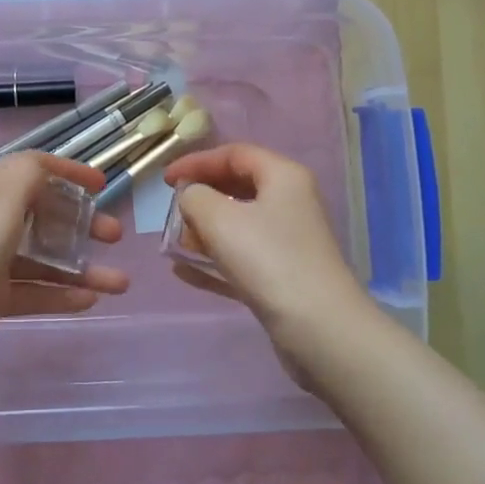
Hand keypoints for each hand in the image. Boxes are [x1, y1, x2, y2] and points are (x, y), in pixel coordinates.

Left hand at [0, 153, 128, 383]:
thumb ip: (29, 176)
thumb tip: (47, 167)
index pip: (35, 168)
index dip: (70, 172)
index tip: (104, 186)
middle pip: (43, 213)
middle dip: (81, 223)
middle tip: (114, 238)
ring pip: (41, 256)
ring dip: (80, 266)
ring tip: (119, 283)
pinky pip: (29, 290)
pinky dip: (58, 293)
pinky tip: (89, 303)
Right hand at [162, 144, 378, 374]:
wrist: (319, 329)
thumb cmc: (268, 260)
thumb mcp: (219, 219)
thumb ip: (194, 197)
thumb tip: (190, 197)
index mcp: (283, 177)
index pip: (234, 154)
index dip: (196, 162)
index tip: (165, 180)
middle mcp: (290, 203)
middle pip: (238, 187)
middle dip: (201, 196)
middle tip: (172, 210)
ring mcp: (288, 241)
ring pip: (239, 224)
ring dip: (205, 230)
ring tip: (176, 242)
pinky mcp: (283, 276)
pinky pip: (241, 258)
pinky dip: (215, 260)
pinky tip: (184, 272)